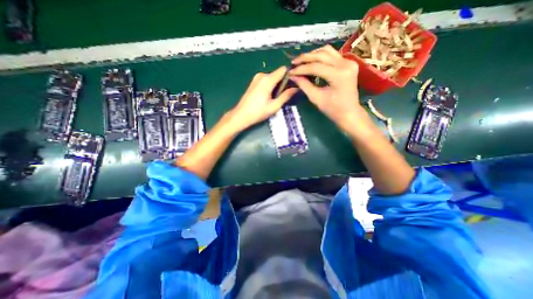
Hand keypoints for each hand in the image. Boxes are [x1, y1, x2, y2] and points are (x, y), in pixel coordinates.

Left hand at [227, 67, 297, 131]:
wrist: (241, 115)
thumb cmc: (258, 112)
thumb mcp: (274, 106)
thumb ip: (286, 96)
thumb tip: (296, 88)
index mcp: (267, 80)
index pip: (283, 70)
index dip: (290, 75)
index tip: (294, 84)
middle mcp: (262, 75)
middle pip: (278, 74)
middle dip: (283, 83)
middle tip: (284, 96)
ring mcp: (256, 78)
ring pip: (272, 78)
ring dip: (277, 86)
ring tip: (275, 98)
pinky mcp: (254, 82)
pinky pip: (266, 81)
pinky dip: (271, 87)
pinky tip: (268, 97)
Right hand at [288, 43, 370, 131]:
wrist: (349, 112)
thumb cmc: (333, 109)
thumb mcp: (316, 98)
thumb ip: (304, 85)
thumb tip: (293, 76)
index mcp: (339, 75)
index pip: (316, 67)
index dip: (301, 69)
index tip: (290, 72)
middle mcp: (346, 64)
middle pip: (321, 55)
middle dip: (305, 58)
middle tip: (293, 63)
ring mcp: (349, 62)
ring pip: (327, 51)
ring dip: (313, 55)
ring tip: (301, 61)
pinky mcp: (348, 63)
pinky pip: (332, 55)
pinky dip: (320, 56)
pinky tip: (312, 61)